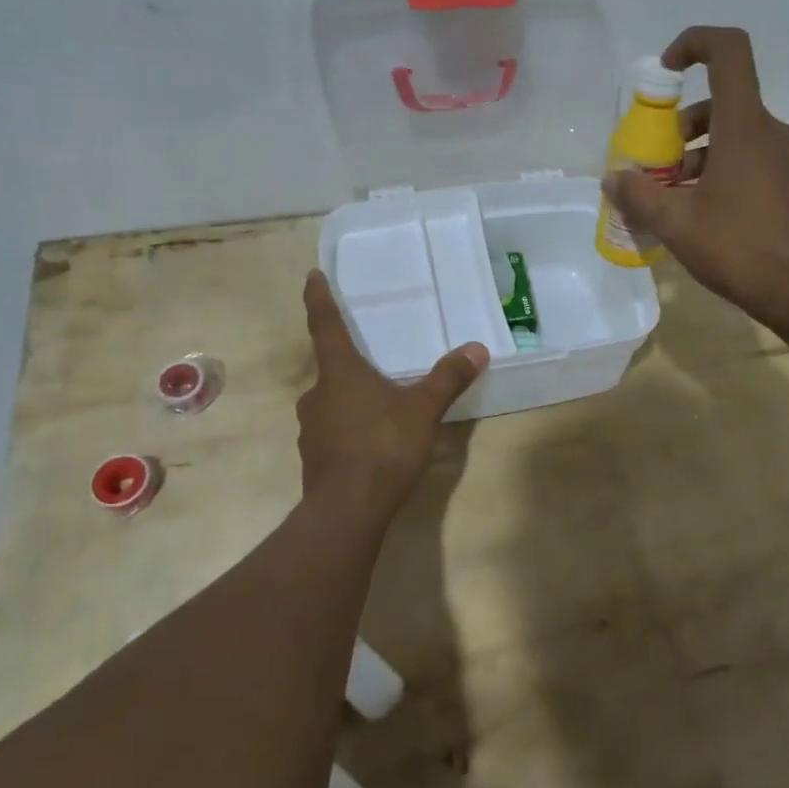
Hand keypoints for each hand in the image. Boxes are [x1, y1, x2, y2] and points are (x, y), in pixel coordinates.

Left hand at [297, 270, 488, 514]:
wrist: (347, 510)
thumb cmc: (382, 447)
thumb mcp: (422, 410)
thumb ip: (448, 379)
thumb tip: (477, 348)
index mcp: (339, 373)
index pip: (325, 324)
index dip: (319, 298)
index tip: (312, 276)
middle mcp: (317, 394)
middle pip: (330, 368)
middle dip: (348, 363)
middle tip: (371, 360)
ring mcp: (311, 428)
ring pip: (331, 402)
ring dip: (350, 399)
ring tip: (379, 406)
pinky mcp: (314, 457)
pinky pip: (333, 431)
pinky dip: (349, 429)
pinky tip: (371, 442)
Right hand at [603, 27, 788, 333]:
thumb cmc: (739, 248)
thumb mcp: (676, 223)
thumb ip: (638, 196)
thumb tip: (613, 179)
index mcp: (744, 126)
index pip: (728, 51)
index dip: (693, 44)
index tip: (665, 72)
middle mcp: (770, 131)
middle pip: (720, 104)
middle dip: (680, 128)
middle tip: (656, 168)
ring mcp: (786, 158)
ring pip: (734, 136)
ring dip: (697, 156)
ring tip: (673, 198)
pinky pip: (750, 160)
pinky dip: (720, 172)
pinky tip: (702, 215)